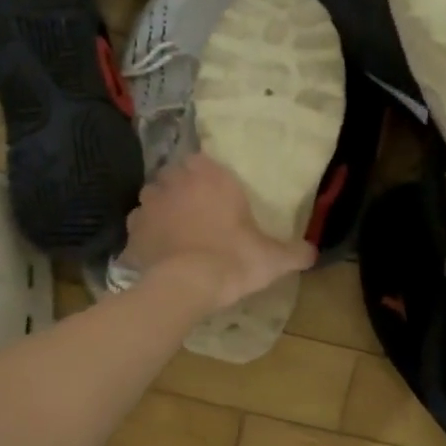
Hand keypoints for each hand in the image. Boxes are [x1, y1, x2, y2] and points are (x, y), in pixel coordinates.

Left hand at [119, 153, 316, 309]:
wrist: (185, 286)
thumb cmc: (232, 260)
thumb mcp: (272, 259)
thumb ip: (295, 252)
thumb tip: (313, 252)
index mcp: (210, 177)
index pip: (203, 160)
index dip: (208, 175)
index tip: (216, 193)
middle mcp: (175, 182)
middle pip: (176, 176)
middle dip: (183, 189)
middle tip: (199, 212)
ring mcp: (149, 205)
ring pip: (153, 197)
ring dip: (162, 208)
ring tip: (176, 230)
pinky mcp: (132, 232)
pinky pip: (139, 227)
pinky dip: (147, 235)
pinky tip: (158, 251)